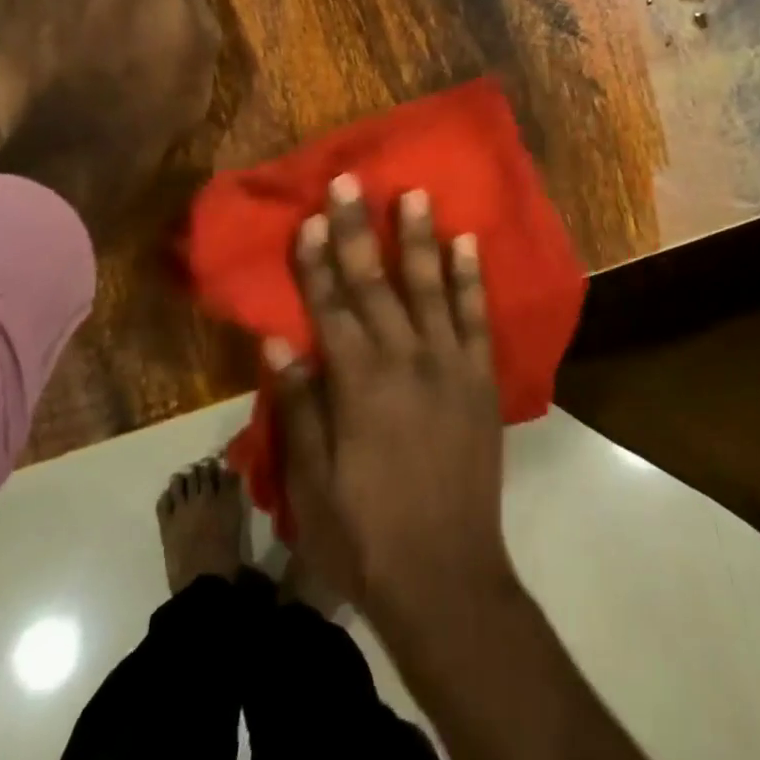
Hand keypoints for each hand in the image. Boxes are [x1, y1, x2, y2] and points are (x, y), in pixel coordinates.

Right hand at [269, 175, 510, 627]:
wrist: (447, 578)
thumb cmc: (366, 536)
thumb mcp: (312, 484)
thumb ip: (298, 407)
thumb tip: (279, 342)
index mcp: (357, 384)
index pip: (329, 307)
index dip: (315, 261)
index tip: (309, 218)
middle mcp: (403, 360)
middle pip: (374, 283)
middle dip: (358, 229)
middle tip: (350, 181)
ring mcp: (449, 365)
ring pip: (429, 287)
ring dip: (419, 238)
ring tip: (414, 193)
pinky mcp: (481, 379)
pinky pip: (476, 318)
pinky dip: (471, 279)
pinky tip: (468, 243)